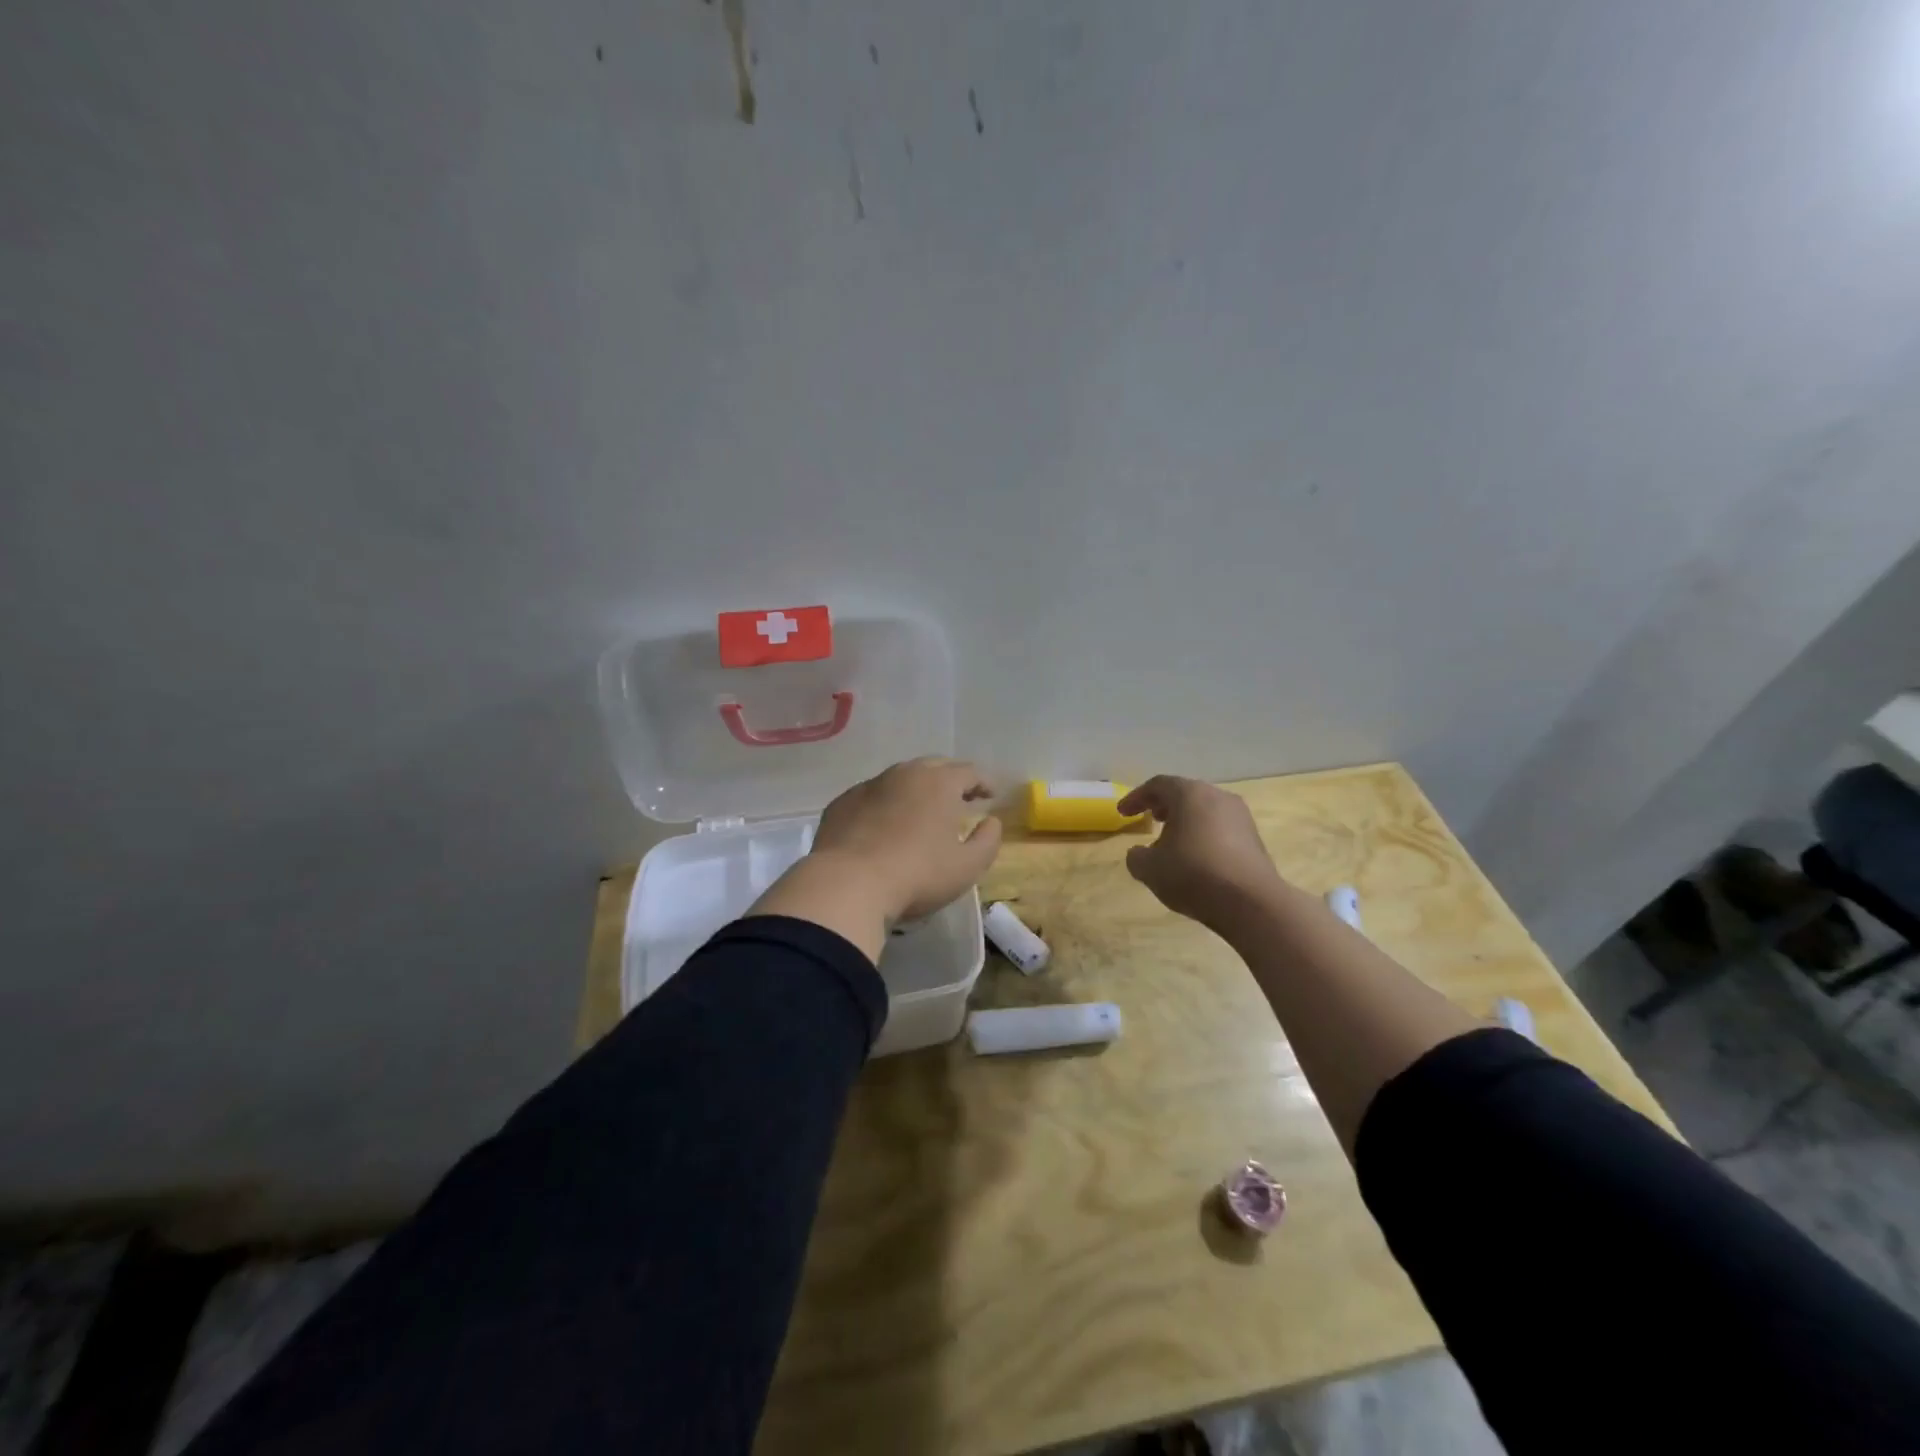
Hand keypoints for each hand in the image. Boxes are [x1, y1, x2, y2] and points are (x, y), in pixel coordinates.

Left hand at [749, 758, 1003, 960]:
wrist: (848, 884)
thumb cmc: (917, 874)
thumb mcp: (968, 866)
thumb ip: (988, 840)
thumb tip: (991, 822)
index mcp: (939, 783)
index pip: (969, 771)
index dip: (983, 782)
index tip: (989, 796)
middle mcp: (904, 774)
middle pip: (934, 767)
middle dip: (950, 780)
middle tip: (958, 799)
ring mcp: (869, 785)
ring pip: (900, 778)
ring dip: (915, 790)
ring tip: (921, 812)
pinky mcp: (842, 803)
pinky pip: (872, 796)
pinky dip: (884, 804)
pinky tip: (883, 826)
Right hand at [1117, 776, 1286, 931]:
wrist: (1251, 903)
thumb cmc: (1193, 874)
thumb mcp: (1149, 869)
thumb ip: (1136, 857)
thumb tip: (1139, 853)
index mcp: (1190, 794)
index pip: (1157, 785)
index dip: (1136, 797)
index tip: (1122, 813)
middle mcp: (1217, 797)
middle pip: (1185, 794)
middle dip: (1164, 805)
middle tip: (1150, 819)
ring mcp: (1241, 817)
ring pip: (1205, 811)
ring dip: (1185, 822)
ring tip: (1171, 842)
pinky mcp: (1254, 839)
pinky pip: (1221, 828)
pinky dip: (1203, 835)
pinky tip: (1196, 858)